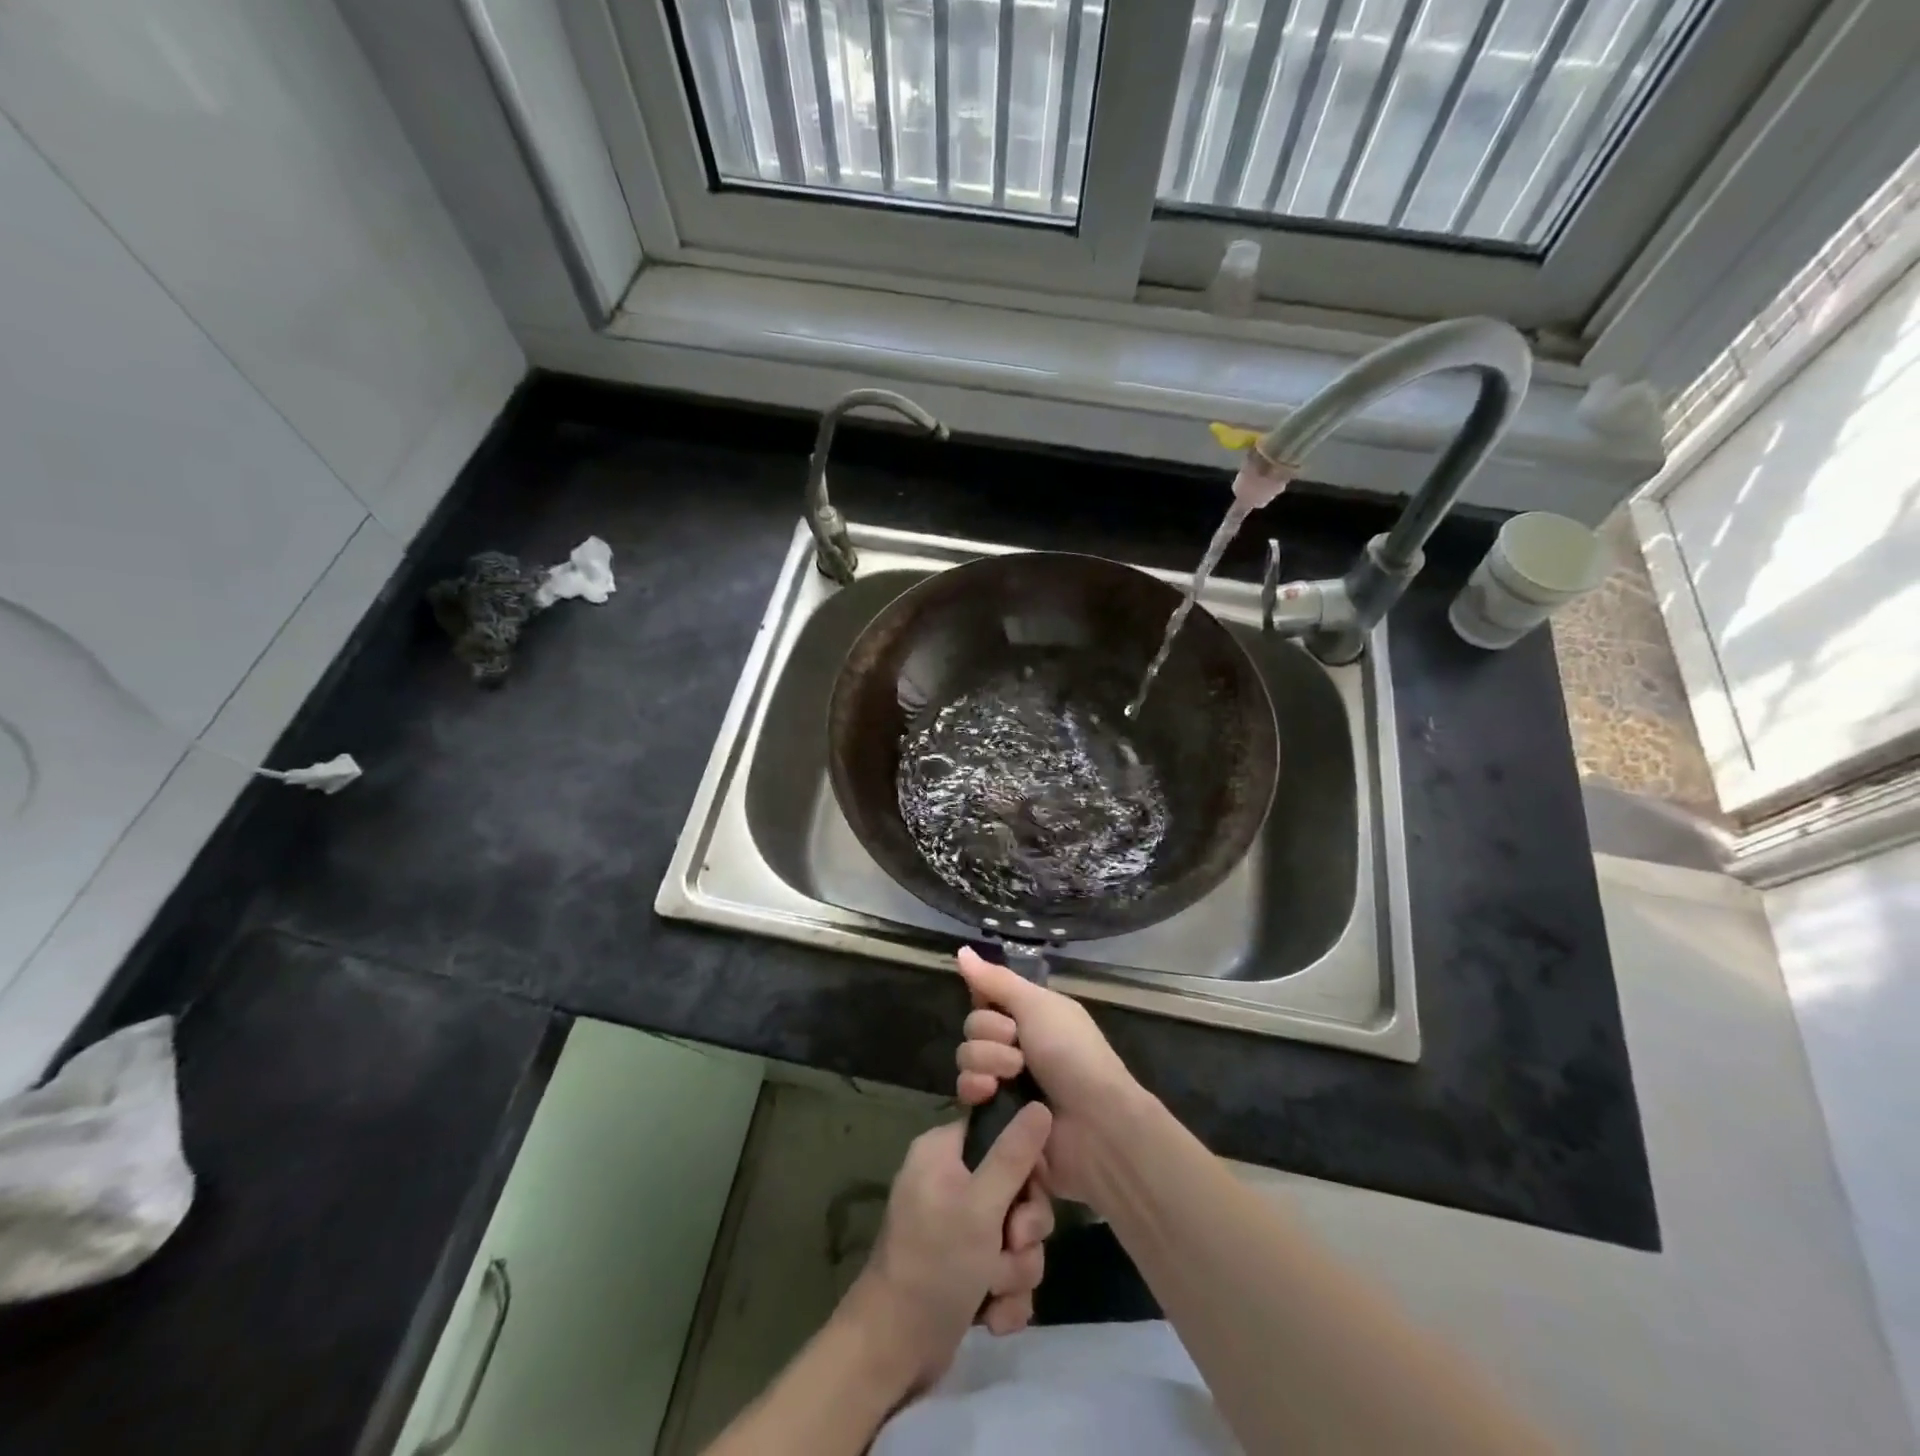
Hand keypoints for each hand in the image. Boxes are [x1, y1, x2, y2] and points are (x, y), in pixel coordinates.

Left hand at [844, 1106, 1055, 1392]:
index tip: (1034, 1184)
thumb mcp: (980, 1205)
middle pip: (1016, 1186)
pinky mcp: (967, 1269)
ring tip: (993, 1289)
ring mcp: (959, 1228)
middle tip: (1013, 1245)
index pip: (998, 1130)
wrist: (894, 1352)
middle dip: (1024, 1228)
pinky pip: (1007, 1268)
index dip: (1025, 1158)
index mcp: (943, 1151)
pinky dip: (1006, 1295)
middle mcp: (951, 1182)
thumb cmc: (934, 1263)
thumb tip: (1040, 1105)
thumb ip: (1013, 1155)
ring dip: (1015, 1267)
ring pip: (1017, 1233)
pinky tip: (992, 1316)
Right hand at [955, 946, 1145, 1209]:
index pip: (986, 997)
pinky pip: (965, 1092)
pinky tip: (991, 1093)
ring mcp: (1004, 1081)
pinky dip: (976, 1089)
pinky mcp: (993, 1114)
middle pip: (972, 1026)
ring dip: (987, 1061)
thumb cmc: (1071, 1053)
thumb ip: (996, 980)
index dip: (985, 999)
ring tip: (1013, 1075)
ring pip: (966, 1057)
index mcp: (1030, 1015)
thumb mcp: (1037, 1005)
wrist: (1093, 1123)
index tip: (996, 1004)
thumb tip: (961, 950)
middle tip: (1018, 1045)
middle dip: (990, 1033)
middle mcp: (1014, 1044)